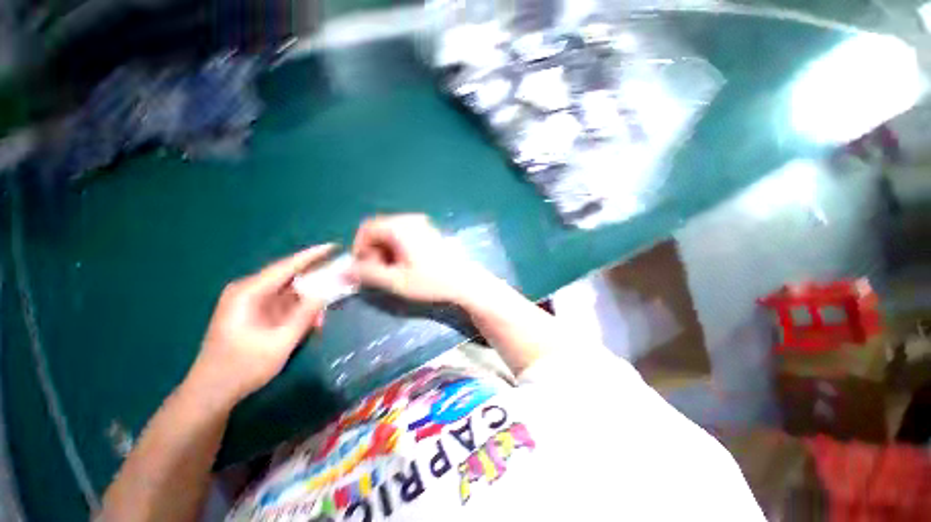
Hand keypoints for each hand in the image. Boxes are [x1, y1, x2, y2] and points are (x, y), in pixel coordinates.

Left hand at [187, 245, 335, 405]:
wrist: (212, 392)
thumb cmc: (242, 368)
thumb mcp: (279, 343)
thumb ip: (303, 315)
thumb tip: (325, 292)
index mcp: (248, 293)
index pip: (285, 266)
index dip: (312, 255)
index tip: (333, 246)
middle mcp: (248, 291)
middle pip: (289, 276)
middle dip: (315, 279)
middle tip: (340, 279)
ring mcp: (251, 302)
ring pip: (289, 291)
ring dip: (309, 299)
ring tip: (325, 311)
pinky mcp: (255, 312)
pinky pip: (284, 303)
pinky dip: (300, 309)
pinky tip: (311, 321)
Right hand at [349, 214, 488, 303]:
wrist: (465, 281)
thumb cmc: (431, 281)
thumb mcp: (395, 281)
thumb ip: (367, 274)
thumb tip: (343, 271)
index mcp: (400, 226)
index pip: (367, 228)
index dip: (360, 248)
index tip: (364, 268)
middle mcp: (410, 219)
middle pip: (379, 229)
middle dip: (374, 250)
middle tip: (380, 272)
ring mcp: (422, 223)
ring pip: (392, 233)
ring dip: (386, 250)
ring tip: (394, 271)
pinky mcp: (429, 231)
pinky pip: (405, 235)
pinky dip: (398, 248)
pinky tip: (407, 264)